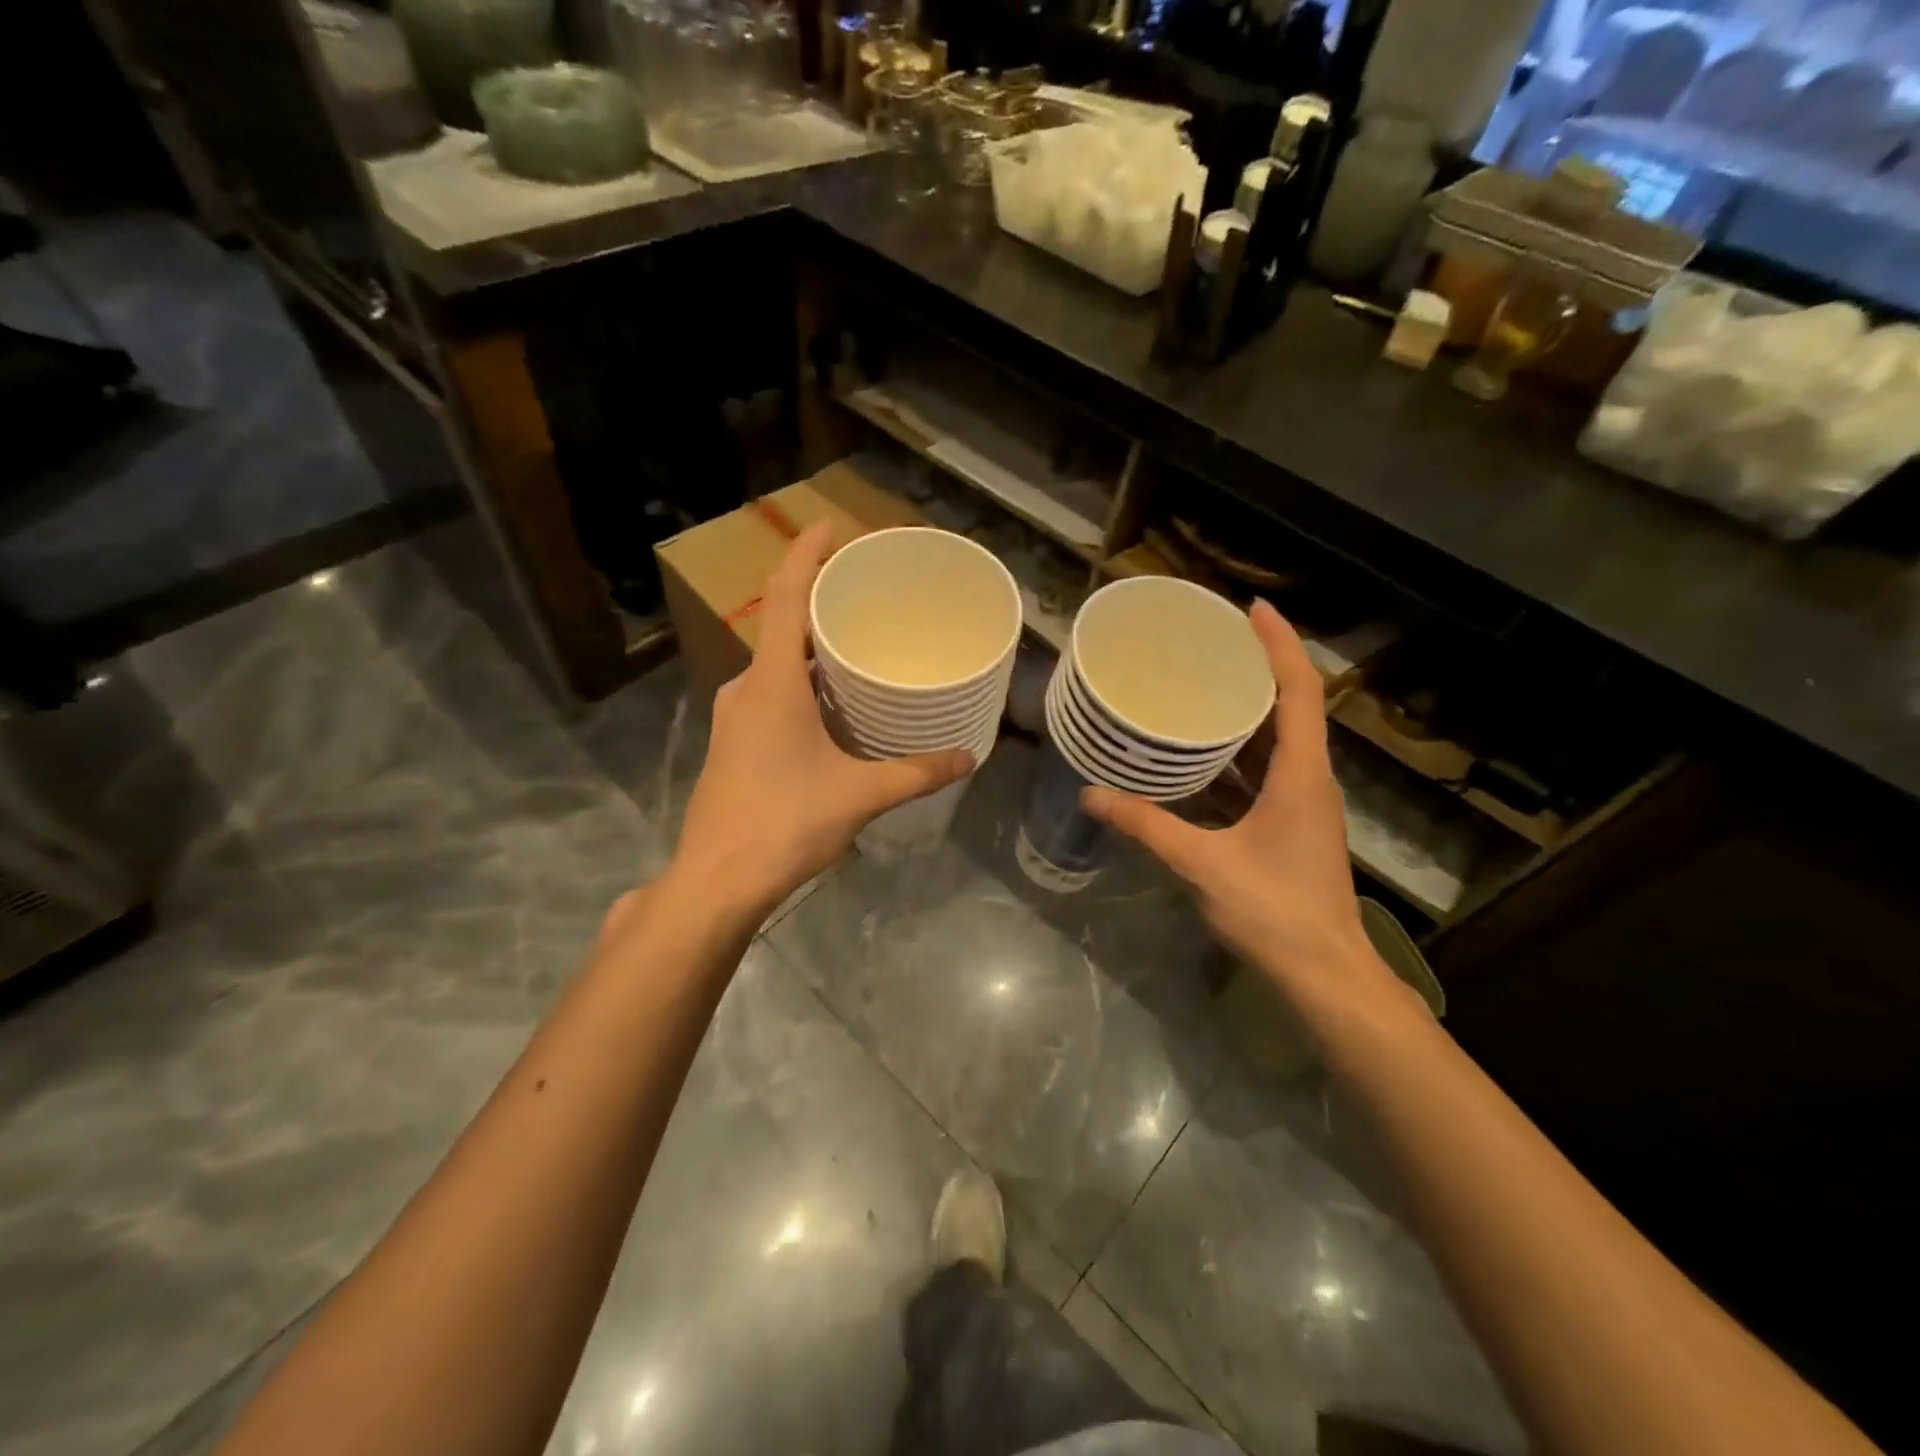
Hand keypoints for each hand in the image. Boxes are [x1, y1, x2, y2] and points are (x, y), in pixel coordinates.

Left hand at [667, 523, 973, 920]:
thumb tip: (967, 759)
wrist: (716, 882)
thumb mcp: (859, 795)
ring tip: (859, 647)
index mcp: (771, 683)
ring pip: (777, 666)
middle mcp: (746, 689)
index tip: (830, 526)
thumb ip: (916, 774)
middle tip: (867, 596)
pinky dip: (802, 685)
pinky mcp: (733, 744)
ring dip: (812, 651)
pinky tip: (833, 707)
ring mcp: (733, 717)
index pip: (786, 597)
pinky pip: (770, 694)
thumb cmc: (784, 823)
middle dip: (821, 605)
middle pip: (783, 628)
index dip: (805, 555)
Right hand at [1081, 600, 1406, 1030]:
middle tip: (1217, 637)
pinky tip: (1210, 747)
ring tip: (1210, 678)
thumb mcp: (1203, 864)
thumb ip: (1147, 826)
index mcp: (1302, 775)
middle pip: (1296, 704)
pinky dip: (1248, 744)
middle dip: (1263, 663)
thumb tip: (1091, 794)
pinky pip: (1275, 765)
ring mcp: (1307, 802)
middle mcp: (1312, 779)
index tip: (1252, 608)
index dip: (1280, 644)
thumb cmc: (1274, 912)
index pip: (1299, 691)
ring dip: (1256, 703)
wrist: (1325, 972)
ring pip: (1286, 736)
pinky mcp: (1296, 822)